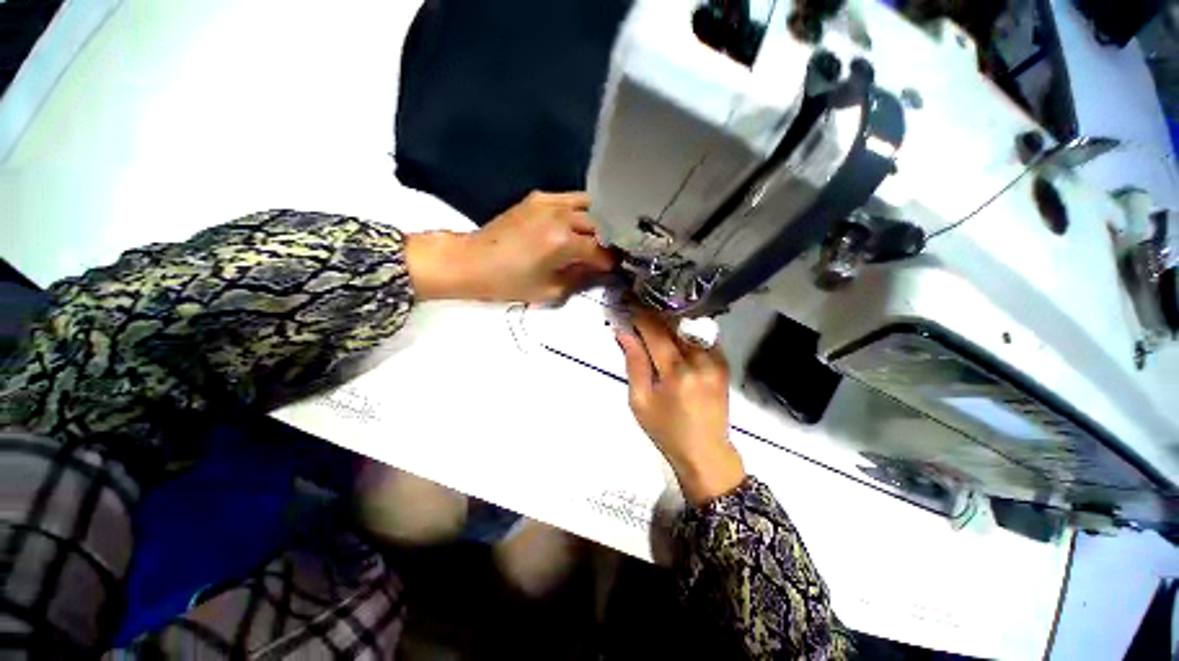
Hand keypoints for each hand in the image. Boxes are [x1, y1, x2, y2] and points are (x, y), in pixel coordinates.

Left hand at [406, 191, 615, 302]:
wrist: (472, 261)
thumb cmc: (509, 283)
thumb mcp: (550, 290)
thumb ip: (580, 278)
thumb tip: (599, 270)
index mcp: (564, 242)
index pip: (601, 251)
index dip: (611, 262)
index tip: (616, 269)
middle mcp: (561, 216)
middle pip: (600, 225)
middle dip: (609, 241)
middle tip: (610, 254)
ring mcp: (549, 202)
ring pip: (589, 206)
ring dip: (599, 222)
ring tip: (599, 237)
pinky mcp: (538, 197)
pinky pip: (570, 199)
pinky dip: (581, 211)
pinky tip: (579, 224)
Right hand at [616, 306, 745, 504]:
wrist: (707, 452)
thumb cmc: (666, 431)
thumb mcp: (640, 401)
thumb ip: (634, 363)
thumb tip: (623, 333)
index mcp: (677, 373)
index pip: (655, 332)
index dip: (639, 314)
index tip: (627, 301)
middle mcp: (701, 360)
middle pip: (673, 325)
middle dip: (653, 313)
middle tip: (637, 304)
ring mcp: (716, 360)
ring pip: (688, 328)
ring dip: (669, 321)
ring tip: (652, 317)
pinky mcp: (724, 363)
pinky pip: (701, 337)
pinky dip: (684, 332)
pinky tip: (673, 332)